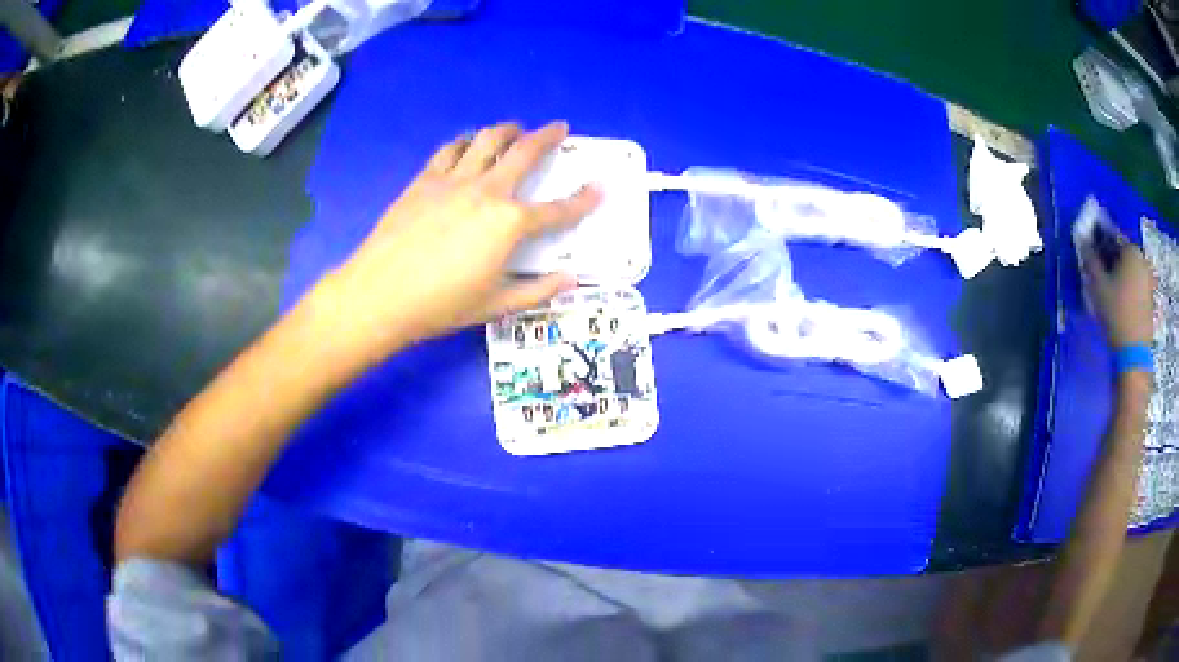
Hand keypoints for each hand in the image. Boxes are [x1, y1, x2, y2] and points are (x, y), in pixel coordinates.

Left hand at [312, 121, 600, 366]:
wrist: (380, 294)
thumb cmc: (440, 305)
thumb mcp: (495, 305)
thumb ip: (537, 290)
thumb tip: (570, 280)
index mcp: (510, 224)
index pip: (558, 210)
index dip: (583, 199)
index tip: (598, 187)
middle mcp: (487, 191)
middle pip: (524, 152)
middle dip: (547, 137)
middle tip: (559, 127)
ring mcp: (453, 180)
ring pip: (486, 140)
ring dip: (507, 130)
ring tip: (515, 128)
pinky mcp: (425, 179)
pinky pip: (449, 150)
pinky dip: (465, 141)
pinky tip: (468, 143)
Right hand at [1082, 242, 1155, 347]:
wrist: (1134, 352)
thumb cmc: (1116, 312)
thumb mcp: (1098, 285)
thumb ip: (1090, 260)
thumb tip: (1082, 241)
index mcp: (1131, 249)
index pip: (1112, 237)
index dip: (1100, 244)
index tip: (1092, 256)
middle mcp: (1142, 259)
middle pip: (1123, 254)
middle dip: (1112, 261)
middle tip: (1100, 274)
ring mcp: (1149, 279)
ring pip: (1130, 271)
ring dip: (1120, 276)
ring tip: (1110, 291)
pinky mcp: (1150, 298)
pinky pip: (1136, 285)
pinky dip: (1128, 289)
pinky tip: (1120, 303)